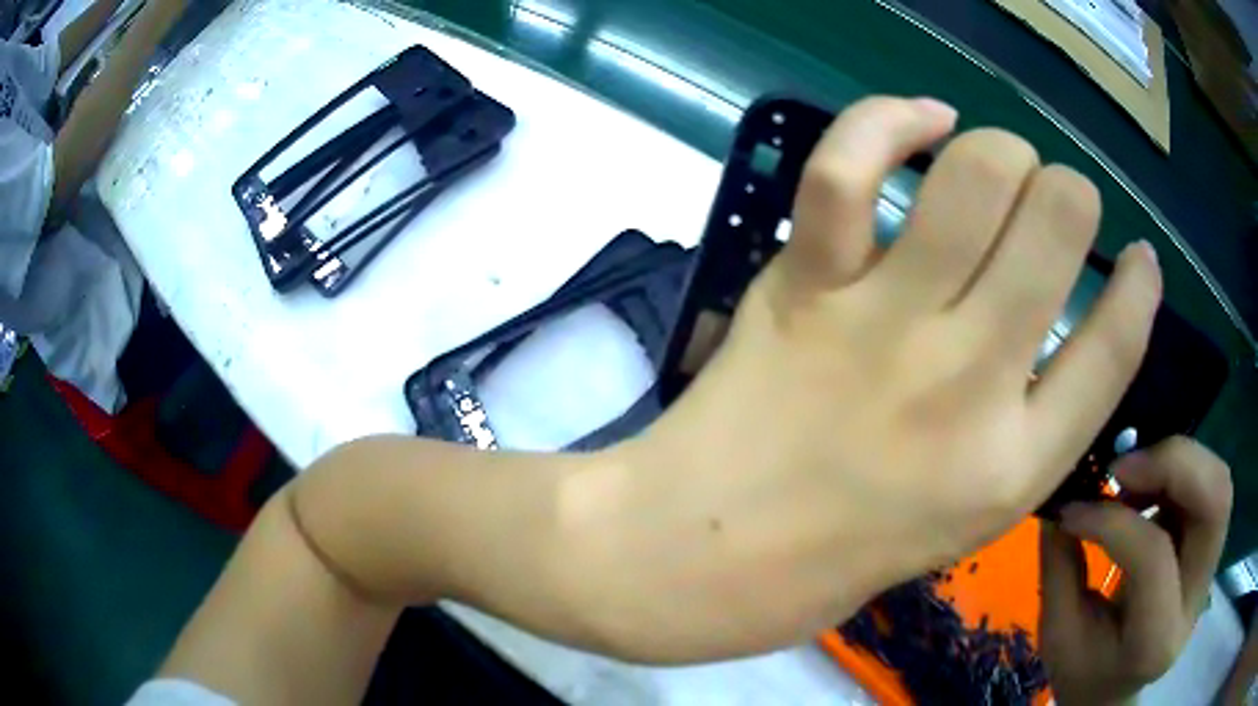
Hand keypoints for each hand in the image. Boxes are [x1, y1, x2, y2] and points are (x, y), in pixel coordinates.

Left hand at [558, 96, 1164, 661]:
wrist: (705, 555)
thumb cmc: (836, 556)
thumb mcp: (964, 521)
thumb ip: (1027, 429)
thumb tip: (1062, 322)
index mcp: (1015, 465)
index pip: (1117, 347)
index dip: (1141, 286)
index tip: (1141, 256)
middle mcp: (971, 383)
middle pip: (1060, 221)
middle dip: (1068, 192)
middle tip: (1050, 203)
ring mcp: (886, 326)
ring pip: (978, 173)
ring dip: (1000, 150)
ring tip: (993, 164)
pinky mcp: (804, 286)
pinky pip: (851, 166)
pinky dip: (891, 120)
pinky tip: (921, 119)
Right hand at [1040, 438, 1232, 704]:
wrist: (1114, 690)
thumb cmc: (1084, 673)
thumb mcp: (1058, 637)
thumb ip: (1061, 569)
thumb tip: (1059, 499)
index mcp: (1156, 640)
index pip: (1154, 557)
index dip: (1114, 521)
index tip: (1072, 509)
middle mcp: (1196, 598)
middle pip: (1215, 500)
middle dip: (1174, 463)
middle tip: (1122, 466)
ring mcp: (1209, 569)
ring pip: (1218, 483)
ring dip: (1179, 462)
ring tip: (1134, 475)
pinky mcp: (1210, 547)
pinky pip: (1209, 484)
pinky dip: (1180, 470)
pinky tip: (1148, 484)